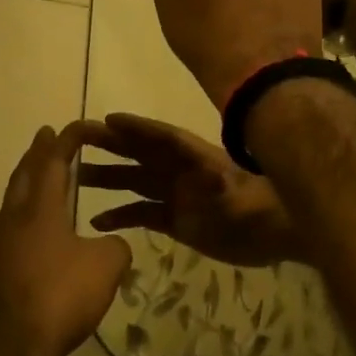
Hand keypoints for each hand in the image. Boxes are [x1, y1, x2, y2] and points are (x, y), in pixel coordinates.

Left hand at [0, 123, 131, 355]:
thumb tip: (110, 244)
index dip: (68, 139)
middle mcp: (16, 217)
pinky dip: (28, 209)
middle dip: (38, 152)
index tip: (81, 126)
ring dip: (29, 179)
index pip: (54, 160)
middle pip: (25, 173)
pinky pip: (14, 224)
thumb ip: (115, 246)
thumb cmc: (57, 296)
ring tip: (43, 174)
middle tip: (47, 135)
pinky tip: (40, 225)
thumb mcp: (105, 267)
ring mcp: (2, 243)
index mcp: (40, 207)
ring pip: (15, 198)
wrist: (6, 347)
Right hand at [77, 114, 302, 266]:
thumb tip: (212, 176)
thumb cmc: (264, 210)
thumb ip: (229, 187)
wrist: (279, 236)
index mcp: (196, 158)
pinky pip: (142, 213)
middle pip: (141, 154)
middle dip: (111, 145)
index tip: (108, 120)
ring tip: (76, 179)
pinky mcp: (177, 221)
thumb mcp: (245, 198)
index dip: (137, 128)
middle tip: (77, 139)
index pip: (162, 138)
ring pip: (135, 182)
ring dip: (108, 179)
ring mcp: (178, 196)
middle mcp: (181, 172)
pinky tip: (97, 221)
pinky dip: (121, 216)